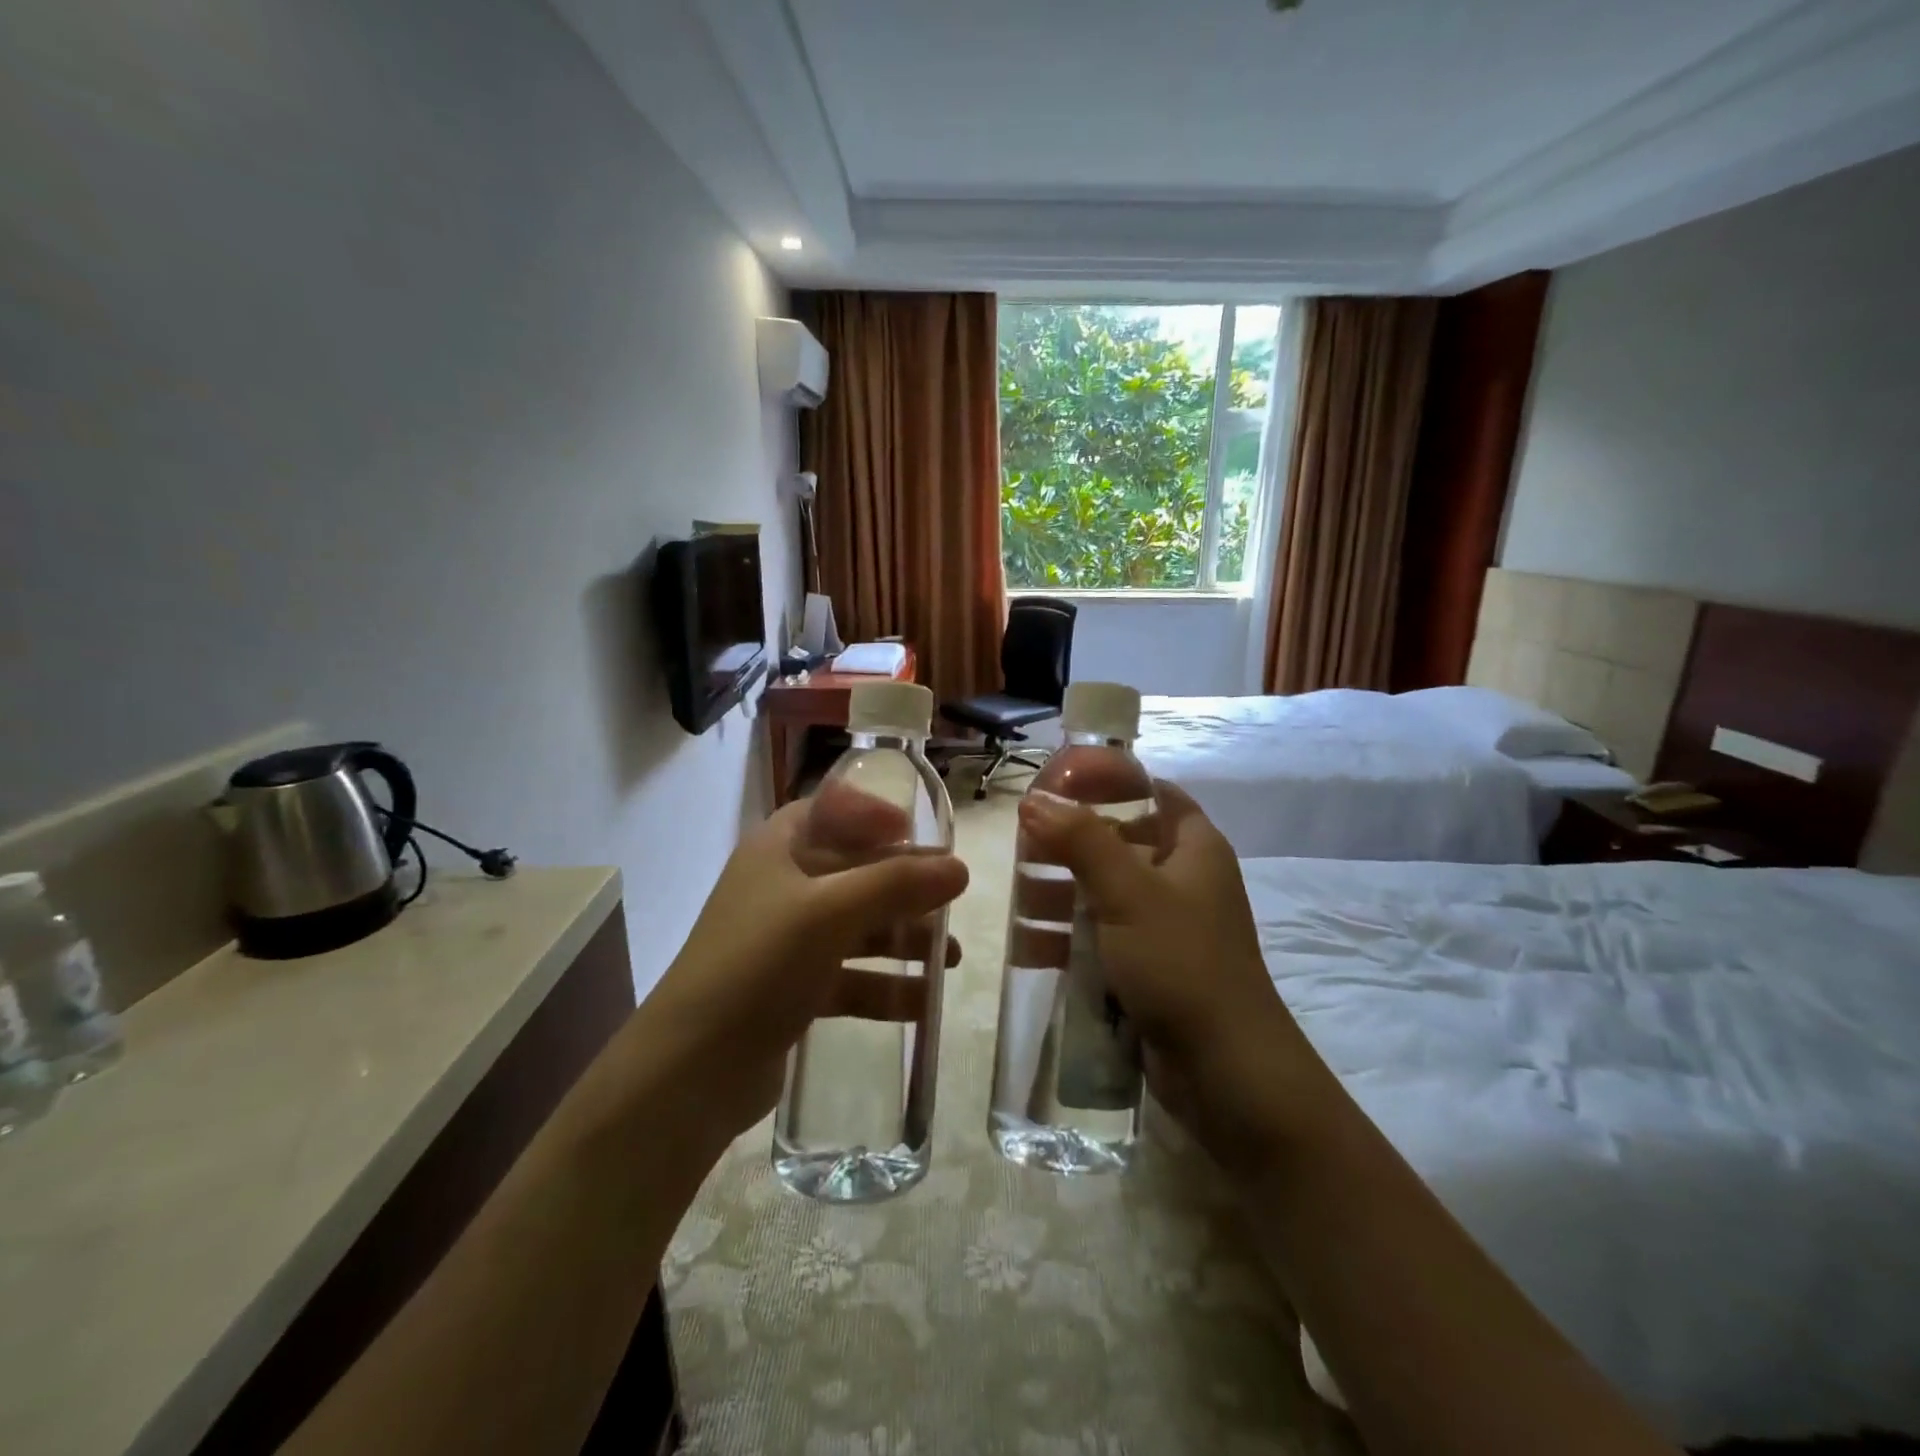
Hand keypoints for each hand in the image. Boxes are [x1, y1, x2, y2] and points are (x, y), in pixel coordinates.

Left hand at [646, 783, 967, 1138]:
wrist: (692, 1069)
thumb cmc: (759, 962)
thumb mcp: (830, 911)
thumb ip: (897, 884)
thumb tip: (960, 867)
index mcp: (778, 848)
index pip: (830, 811)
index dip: (874, 815)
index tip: (918, 832)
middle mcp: (781, 887)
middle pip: (854, 871)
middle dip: (905, 886)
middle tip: (953, 899)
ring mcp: (786, 942)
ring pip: (856, 928)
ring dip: (903, 939)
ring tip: (952, 958)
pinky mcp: (792, 991)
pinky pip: (850, 977)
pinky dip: (885, 986)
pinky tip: (924, 1003)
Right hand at [1017, 782, 1323, 1169]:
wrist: (1226, 1070)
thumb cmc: (1181, 962)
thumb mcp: (1127, 892)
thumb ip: (1080, 840)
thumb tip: (1033, 798)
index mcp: (1193, 848)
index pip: (1153, 793)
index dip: (1110, 783)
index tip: (1059, 785)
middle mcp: (1184, 881)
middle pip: (1120, 844)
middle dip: (1071, 846)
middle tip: (1023, 847)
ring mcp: (1167, 928)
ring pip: (1106, 894)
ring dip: (1063, 896)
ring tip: (1016, 902)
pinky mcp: (1151, 968)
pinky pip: (1104, 938)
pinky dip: (1071, 938)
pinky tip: (1029, 948)